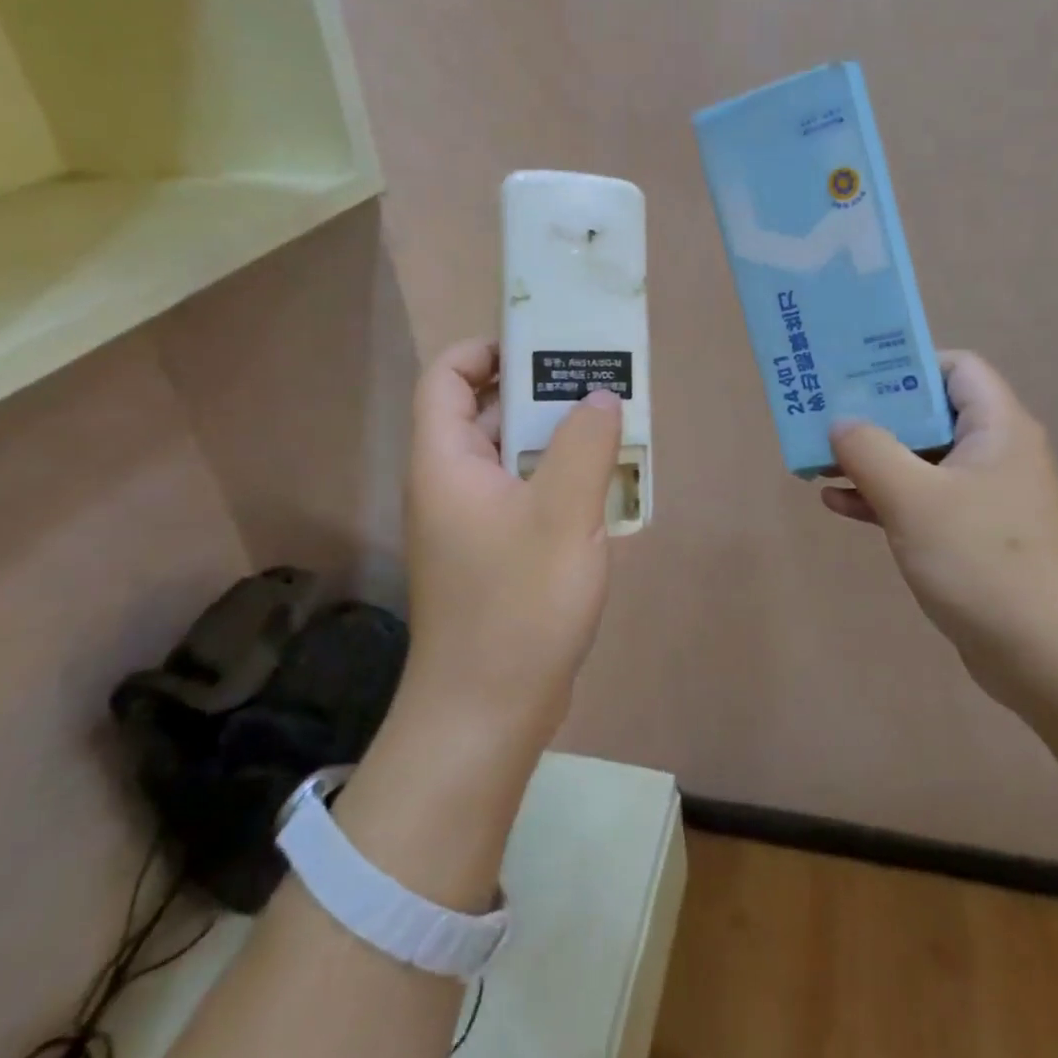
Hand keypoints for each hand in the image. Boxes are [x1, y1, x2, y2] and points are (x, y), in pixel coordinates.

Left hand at [400, 339, 623, 747]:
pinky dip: (558, 480)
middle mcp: (450, 484)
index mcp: (446, 461)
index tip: (542, 345)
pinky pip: (524, 495)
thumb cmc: (518, 604)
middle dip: (537, 391)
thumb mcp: (562, 515)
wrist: (488, 711)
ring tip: (611, 427)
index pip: (447, 378)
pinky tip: (603, 488)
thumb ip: (584, 445)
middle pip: (484, 413)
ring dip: (556, 439)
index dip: (485, 350)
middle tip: (596, 382)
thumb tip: (598, 396)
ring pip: (511, 457)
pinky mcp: (494, 554)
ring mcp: (471, 522)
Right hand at [821, 351, 1057, 706]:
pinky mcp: (971, 535)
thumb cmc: (981, 561)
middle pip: (930, 412)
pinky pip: (921, 500)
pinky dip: (883, 496)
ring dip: (872, 458)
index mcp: (996, 427)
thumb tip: (840, 422)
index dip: (907, 363)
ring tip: (819, 460)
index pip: (956, 367)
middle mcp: (995, 452)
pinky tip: (838, 504)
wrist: (1044, 656)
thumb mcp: (913, 498)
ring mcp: (984, 496)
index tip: (856, 375)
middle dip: (875, 414)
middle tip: (823, 415)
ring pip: (920, 459)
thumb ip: (869, 450)